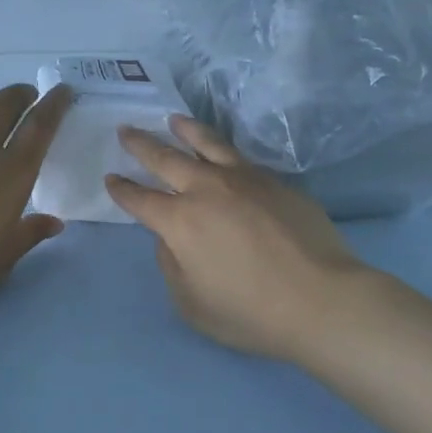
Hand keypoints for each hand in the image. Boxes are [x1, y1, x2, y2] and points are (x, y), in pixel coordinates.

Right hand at [106, 117, 368, 362]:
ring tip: (174, 119)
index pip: (141, 199)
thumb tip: (171, 238)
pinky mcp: (277, 182)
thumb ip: (172, 265)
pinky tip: (223, 153)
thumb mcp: (191, 303)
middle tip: (127, 130)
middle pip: (167, 158)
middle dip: (142, 144)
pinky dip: (223, 150)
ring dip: (186, 130)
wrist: (321, 299)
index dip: (122, 190)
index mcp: (180, 222)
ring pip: (209, 145)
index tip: (111, 178)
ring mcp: (245, 180)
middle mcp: (208, 190)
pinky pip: (241, 159)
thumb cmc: (250, 312)